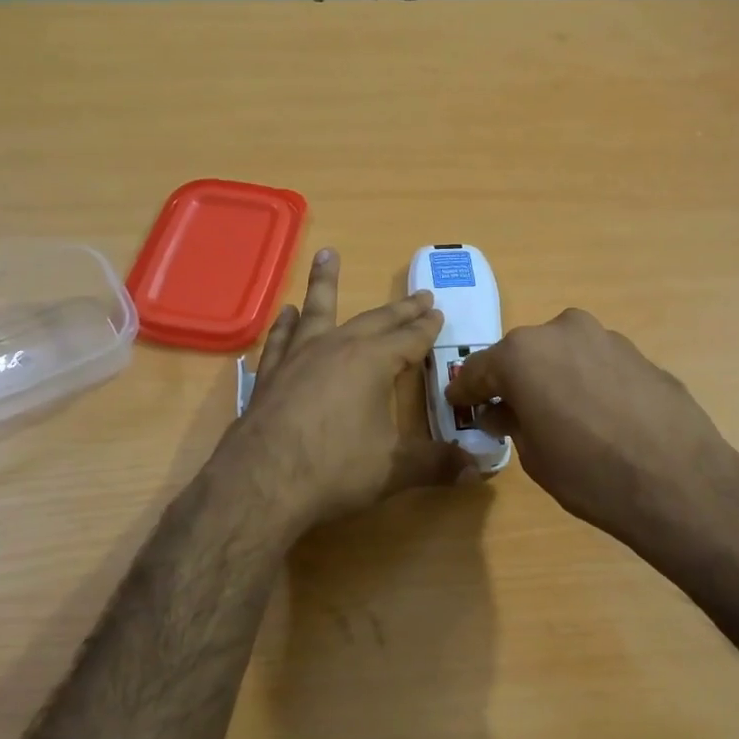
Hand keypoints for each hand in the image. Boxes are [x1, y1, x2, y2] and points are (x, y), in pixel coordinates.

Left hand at [220, 250, 470, 537]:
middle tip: (419, 295)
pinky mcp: (270, 375)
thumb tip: (477, 470)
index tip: (438, 313)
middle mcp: (336, 348)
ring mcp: (298, 358)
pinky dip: (287, 323)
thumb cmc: (334, 469)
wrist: (261, 482)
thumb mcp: (394, 469)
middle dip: (400, 309)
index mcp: (372, 362)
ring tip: (328, 256)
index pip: (409, 339)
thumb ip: (436, 464)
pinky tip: (287, 313)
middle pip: (375, 321)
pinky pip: (282, 338)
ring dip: (326, 283)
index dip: (426, 328)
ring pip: (319, 311)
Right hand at [445, 309, 738, 565]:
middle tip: (510, 410)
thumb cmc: (590, 474)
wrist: (679, 481)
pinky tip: (599, 414)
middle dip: (513, 380)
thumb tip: (503, 411)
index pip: (479, 369)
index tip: (460, 404)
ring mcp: (605, 337)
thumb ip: (512, 423)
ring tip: (559, 413)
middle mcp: (561, 331)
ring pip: (563, 354)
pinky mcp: (639, 352)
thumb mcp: (534, 456)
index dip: (467, 391)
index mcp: (523, 354)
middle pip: (523, 354)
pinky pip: (597, 363)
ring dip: (553, 376)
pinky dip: (588, 380)